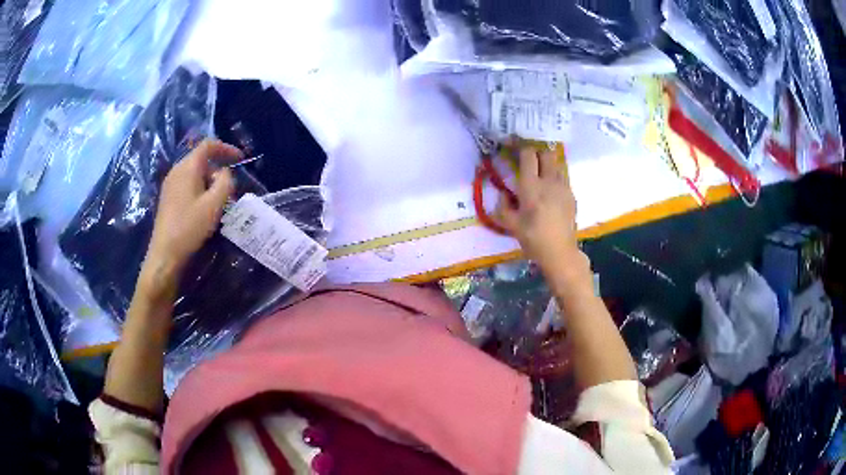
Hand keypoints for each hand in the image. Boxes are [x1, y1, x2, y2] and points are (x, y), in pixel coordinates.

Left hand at [144, 139, 240, 282]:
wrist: (165, 254)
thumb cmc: (190, 227)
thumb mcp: (214, 204)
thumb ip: (225, 182)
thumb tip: (225, 173)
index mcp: (187, 167)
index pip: (208, 145)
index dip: (226, 148)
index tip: (241, 159)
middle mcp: (177, 171)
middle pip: (202, 160)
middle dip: (219, 171)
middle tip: (230, 191)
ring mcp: (170, 184)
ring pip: (195, 174)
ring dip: (210, 183)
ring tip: (219, 203)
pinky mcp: (168, 198)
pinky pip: (188, 185)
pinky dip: (200, 190)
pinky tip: (205, 210)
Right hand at [496, 146, 585, 277]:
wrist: (560, 252)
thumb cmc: (532, 239)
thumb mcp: (510, 225)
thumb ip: (502, 206)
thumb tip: (502, 194)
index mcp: (531, 186)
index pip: (528, 155)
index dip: (521, 146)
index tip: (513, 145)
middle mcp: (549, 181)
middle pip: (546, 153)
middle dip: (536, 151)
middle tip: (528, 158)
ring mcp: (563, 187)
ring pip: (557, 163)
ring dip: (547, 163)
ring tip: (540, 171)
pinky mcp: (571, 195)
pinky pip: (563, 177)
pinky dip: (555, 176)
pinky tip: (550, 188)